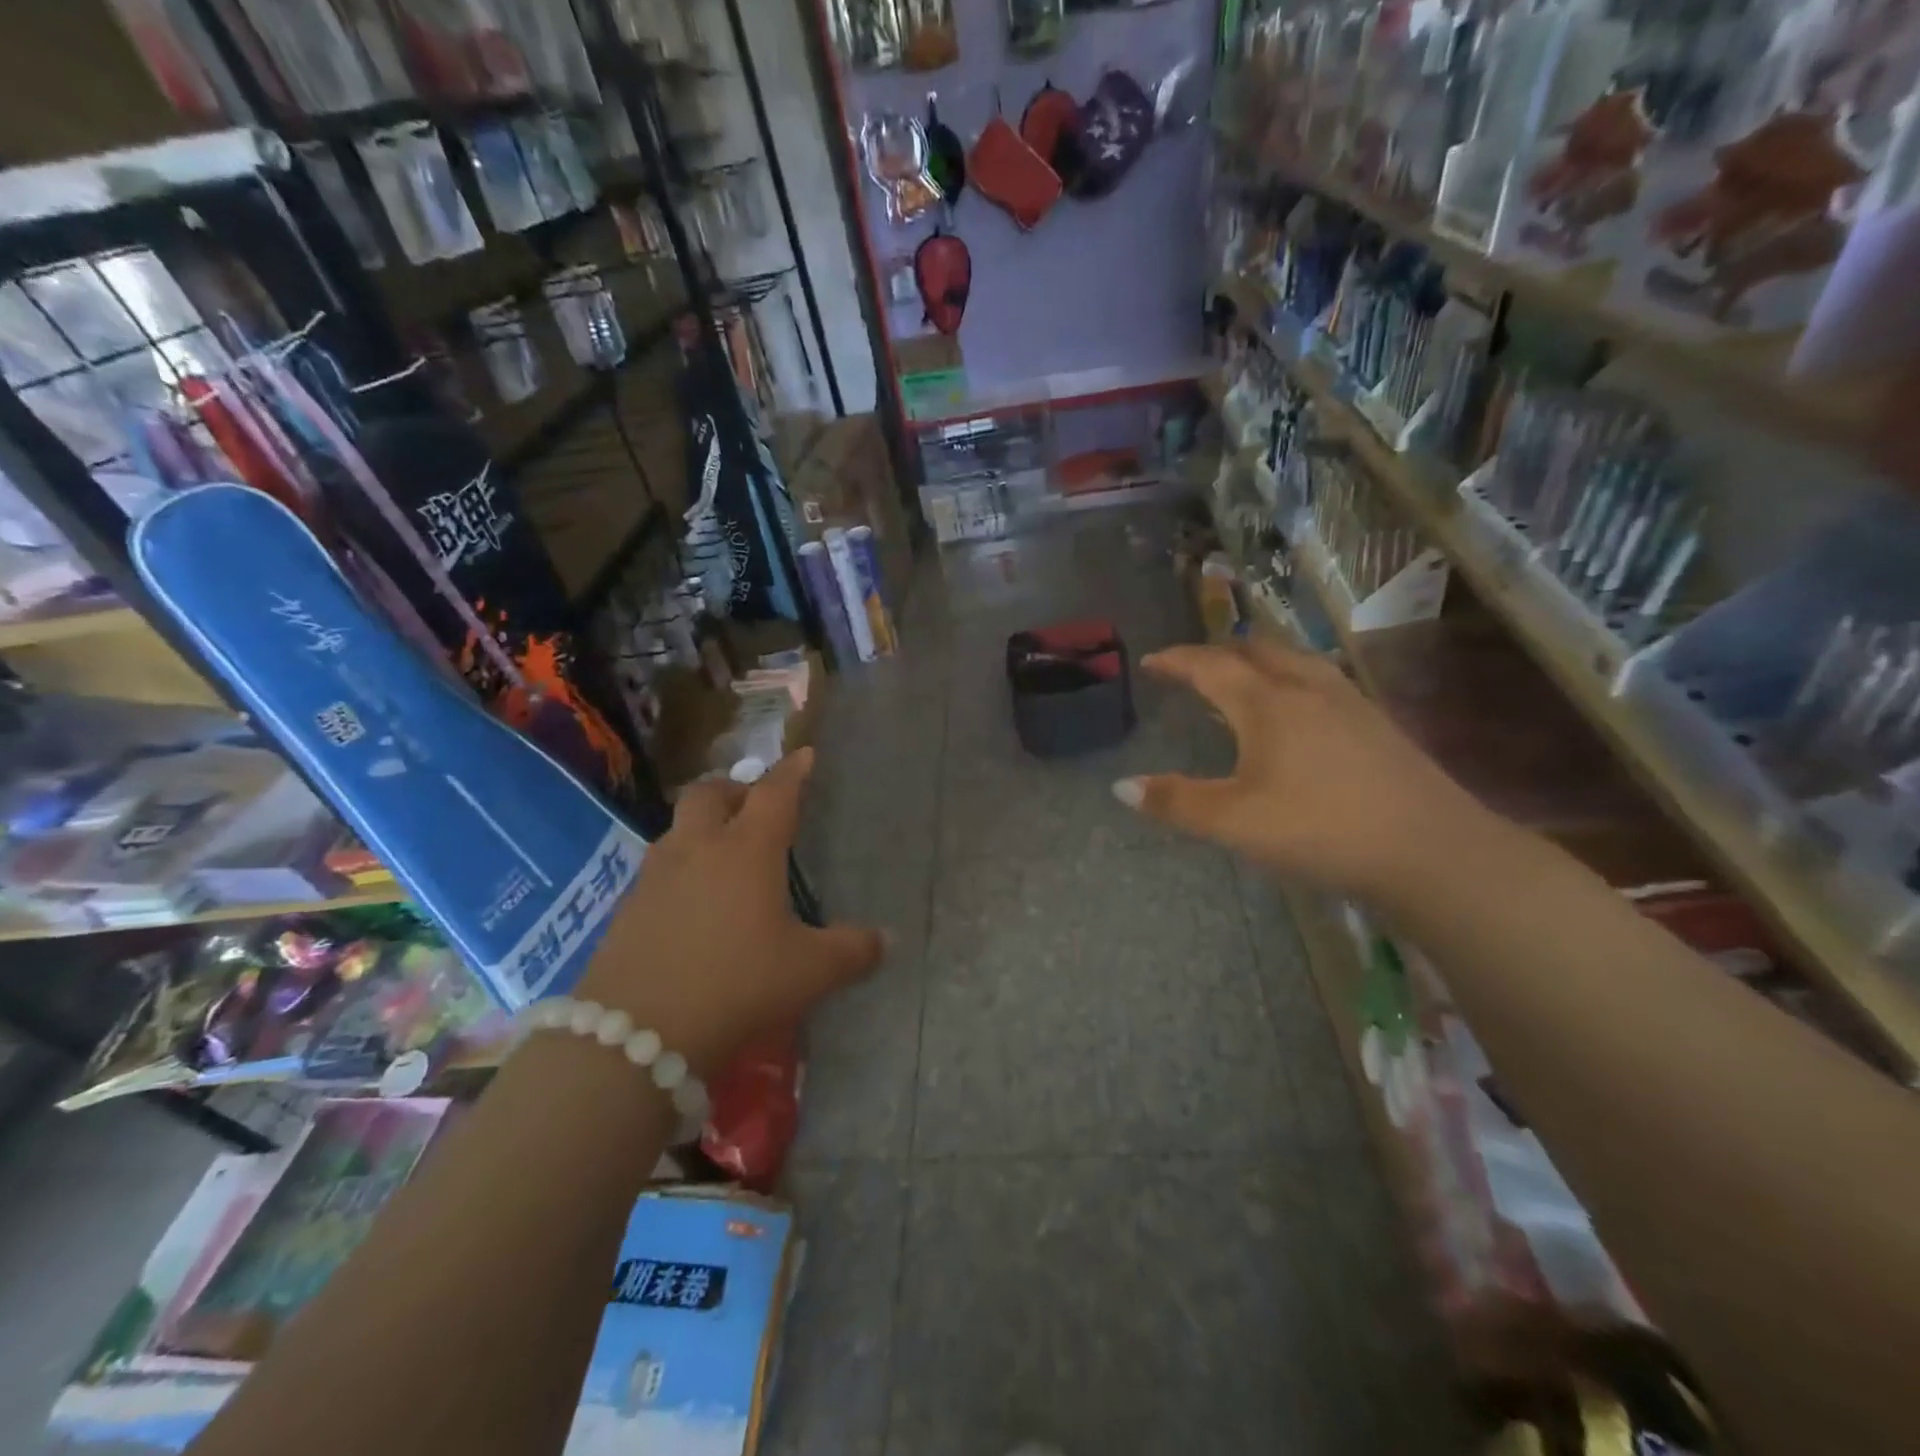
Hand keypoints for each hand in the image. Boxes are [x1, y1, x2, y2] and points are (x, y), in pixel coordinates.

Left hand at [575, 748, 882, 1074]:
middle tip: (753, 805)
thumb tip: (886, 940)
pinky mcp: (626, 908)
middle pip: (709, 793)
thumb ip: (853, 951)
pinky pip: (657, 869)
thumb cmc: (737, 984)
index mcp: (747, 850)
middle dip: (734, 789)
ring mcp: (655, 876)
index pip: (775, 793)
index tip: (805, 755)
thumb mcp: (809, 972)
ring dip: (701, 826)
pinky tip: (691, 903)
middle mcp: (698, 849)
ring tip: (722, 852)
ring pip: (677, 828)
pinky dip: (679, 868)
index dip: (793, 771)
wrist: (636, 1034)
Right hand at [1114, 640, 1499, 900]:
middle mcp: (1308, 689)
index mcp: (1268, 704)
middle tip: (1192, 666)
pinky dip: (1288, 678)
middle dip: (1217, 652)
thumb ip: (1176, 802)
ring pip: (1293, 660)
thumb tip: (1121, 786)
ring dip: (1257, 660)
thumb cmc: (1321, 829)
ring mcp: (1349, 702)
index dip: (1177, 660)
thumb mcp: (1235, 822)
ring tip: (1240, 678)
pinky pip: (1319, 680)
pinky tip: (1296, 709)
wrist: (1431, 850)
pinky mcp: (1376, 723)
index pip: (1211, 666)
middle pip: (1255, 651)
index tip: (1152, 661)